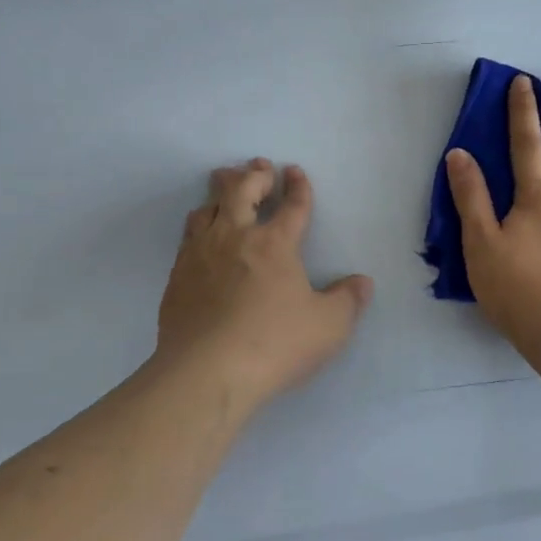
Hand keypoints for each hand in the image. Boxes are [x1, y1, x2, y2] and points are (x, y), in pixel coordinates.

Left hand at [155, 158, 373, 406]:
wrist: (206, 372)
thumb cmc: (274, 344)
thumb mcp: (328, 327)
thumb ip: (347, 301)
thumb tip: (362, 282)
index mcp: (275, 244)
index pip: (292, 205)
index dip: (297, 186)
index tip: (295, 171)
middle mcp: (235, 237)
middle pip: (241, 190)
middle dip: (253, 174)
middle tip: (259, 168)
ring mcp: (201, 254)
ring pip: (207, 207)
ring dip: (220, 193)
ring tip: (225, 191)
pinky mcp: (178, 275)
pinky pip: (187, 236)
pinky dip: (198, 224)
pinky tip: (200, 235)